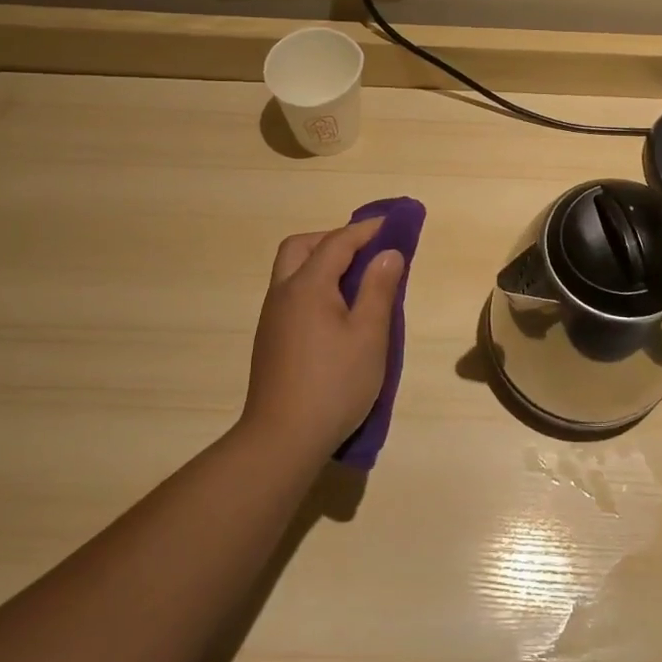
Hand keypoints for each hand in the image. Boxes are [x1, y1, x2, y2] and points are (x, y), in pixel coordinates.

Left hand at [239, 218, 405, 464]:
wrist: (282, 438)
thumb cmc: (334, 384)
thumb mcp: (369, 335)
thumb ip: (379, 289)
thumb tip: (388, 253)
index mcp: (307, 286)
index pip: (337, 242)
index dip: (366, 229)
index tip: (392, 223)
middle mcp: (283, 293)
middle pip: (301, 247)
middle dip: (333, 239)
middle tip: (366, 250)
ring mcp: (272, 317)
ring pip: (292, 270)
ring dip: (321, 262)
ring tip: (356, 279)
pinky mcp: (270, 339)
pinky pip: (291, 293)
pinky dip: (313, 285)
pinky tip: (335, 311)